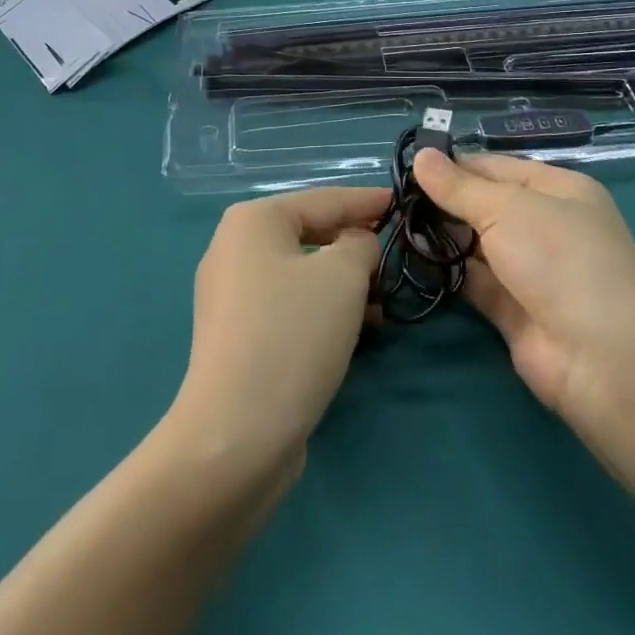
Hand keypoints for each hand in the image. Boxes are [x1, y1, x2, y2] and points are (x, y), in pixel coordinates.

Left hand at [168, 186, 389, 472]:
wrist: (236, 434)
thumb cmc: (293, 334)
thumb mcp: (343, 275)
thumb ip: (361, 244)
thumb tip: (358, 244)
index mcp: (253, 220)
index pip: (325, 199)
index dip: (368, 201)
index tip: (403, 203)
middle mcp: (234, 248)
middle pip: (311, 234)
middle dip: (357, 246)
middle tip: (398, 258)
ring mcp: (231, 294)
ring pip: (303, 273)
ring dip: (345, 284)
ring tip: (384, 303)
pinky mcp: (238, 335)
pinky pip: (290, 305)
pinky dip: (323, 309)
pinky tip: (357, 330)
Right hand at [412, 150, 634, 433]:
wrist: (603, 358)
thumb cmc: (560, 259)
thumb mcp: (507, 209)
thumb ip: (458, 187)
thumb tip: (421, 155)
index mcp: (557, 189)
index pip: (495, 167)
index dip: (453, 165)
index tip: (406, 168)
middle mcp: (546, 225)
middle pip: (485, 205)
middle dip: (443, 202)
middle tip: (392, 199)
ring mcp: (530, 270)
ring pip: (476, 244)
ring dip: (441, 236)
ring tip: (393, 224)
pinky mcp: (513, 310)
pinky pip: (474, 281)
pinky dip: (447, 271)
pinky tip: (411, 258)